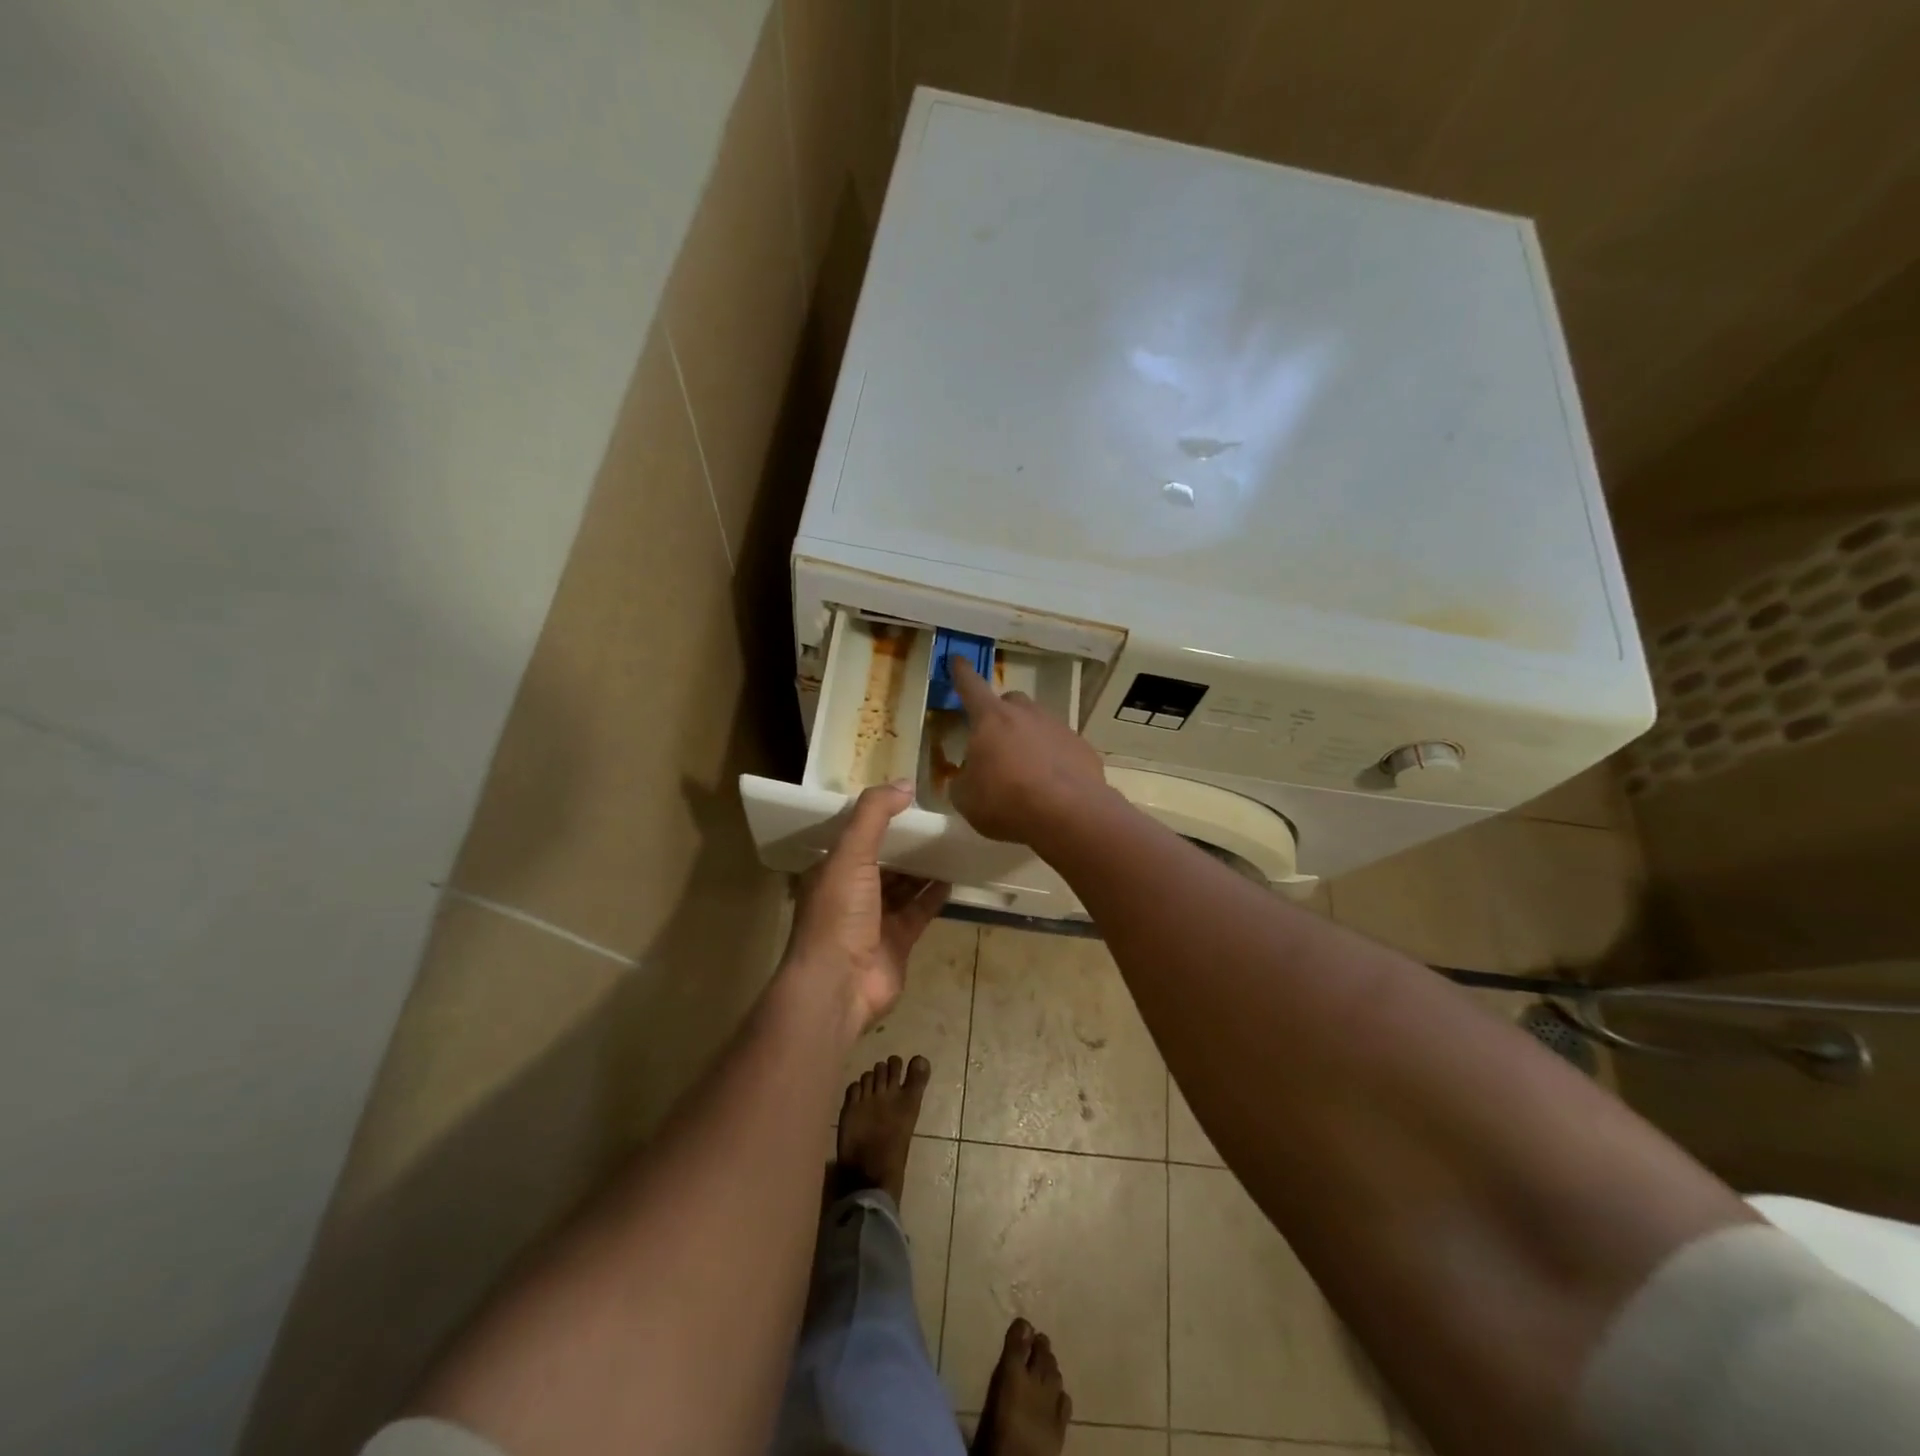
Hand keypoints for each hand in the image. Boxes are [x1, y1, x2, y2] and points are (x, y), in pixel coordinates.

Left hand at [784, 782, 949, 1034]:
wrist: (839, 986)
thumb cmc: (839, 915)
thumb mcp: (851, 854)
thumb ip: (874, 815)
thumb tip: (905, 784)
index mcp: (832, 870)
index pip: (855, 835)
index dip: (877, 817)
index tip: (905, 797)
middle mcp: (851, 892)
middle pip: (882, 860)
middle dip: (905, 842)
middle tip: (936, 819)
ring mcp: (875, 919)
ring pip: (903, 886)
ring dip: (922, 867)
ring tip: (950, 843)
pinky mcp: (898, 941)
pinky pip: (919, 912)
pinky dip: (934, 896)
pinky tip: (954, 878)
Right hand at [948, 656, 1110, 843]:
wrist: (1069, 814)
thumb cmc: (1006, 801)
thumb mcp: (966, 798)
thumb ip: (963, 780)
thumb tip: (968, 776)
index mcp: (991, 719)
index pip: (970, 686)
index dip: (961, 673)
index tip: (958, 660)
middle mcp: (1026, 714)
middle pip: (1010, 702)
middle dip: (1000, 715)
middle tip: (995, 742)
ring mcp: (1058, 727)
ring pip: (1038, 723)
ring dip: (1028, 738)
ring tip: (1025, 771)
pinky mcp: (1082, 747)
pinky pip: (1061, 746)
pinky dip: (1053, 759)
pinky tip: (1051, 785)